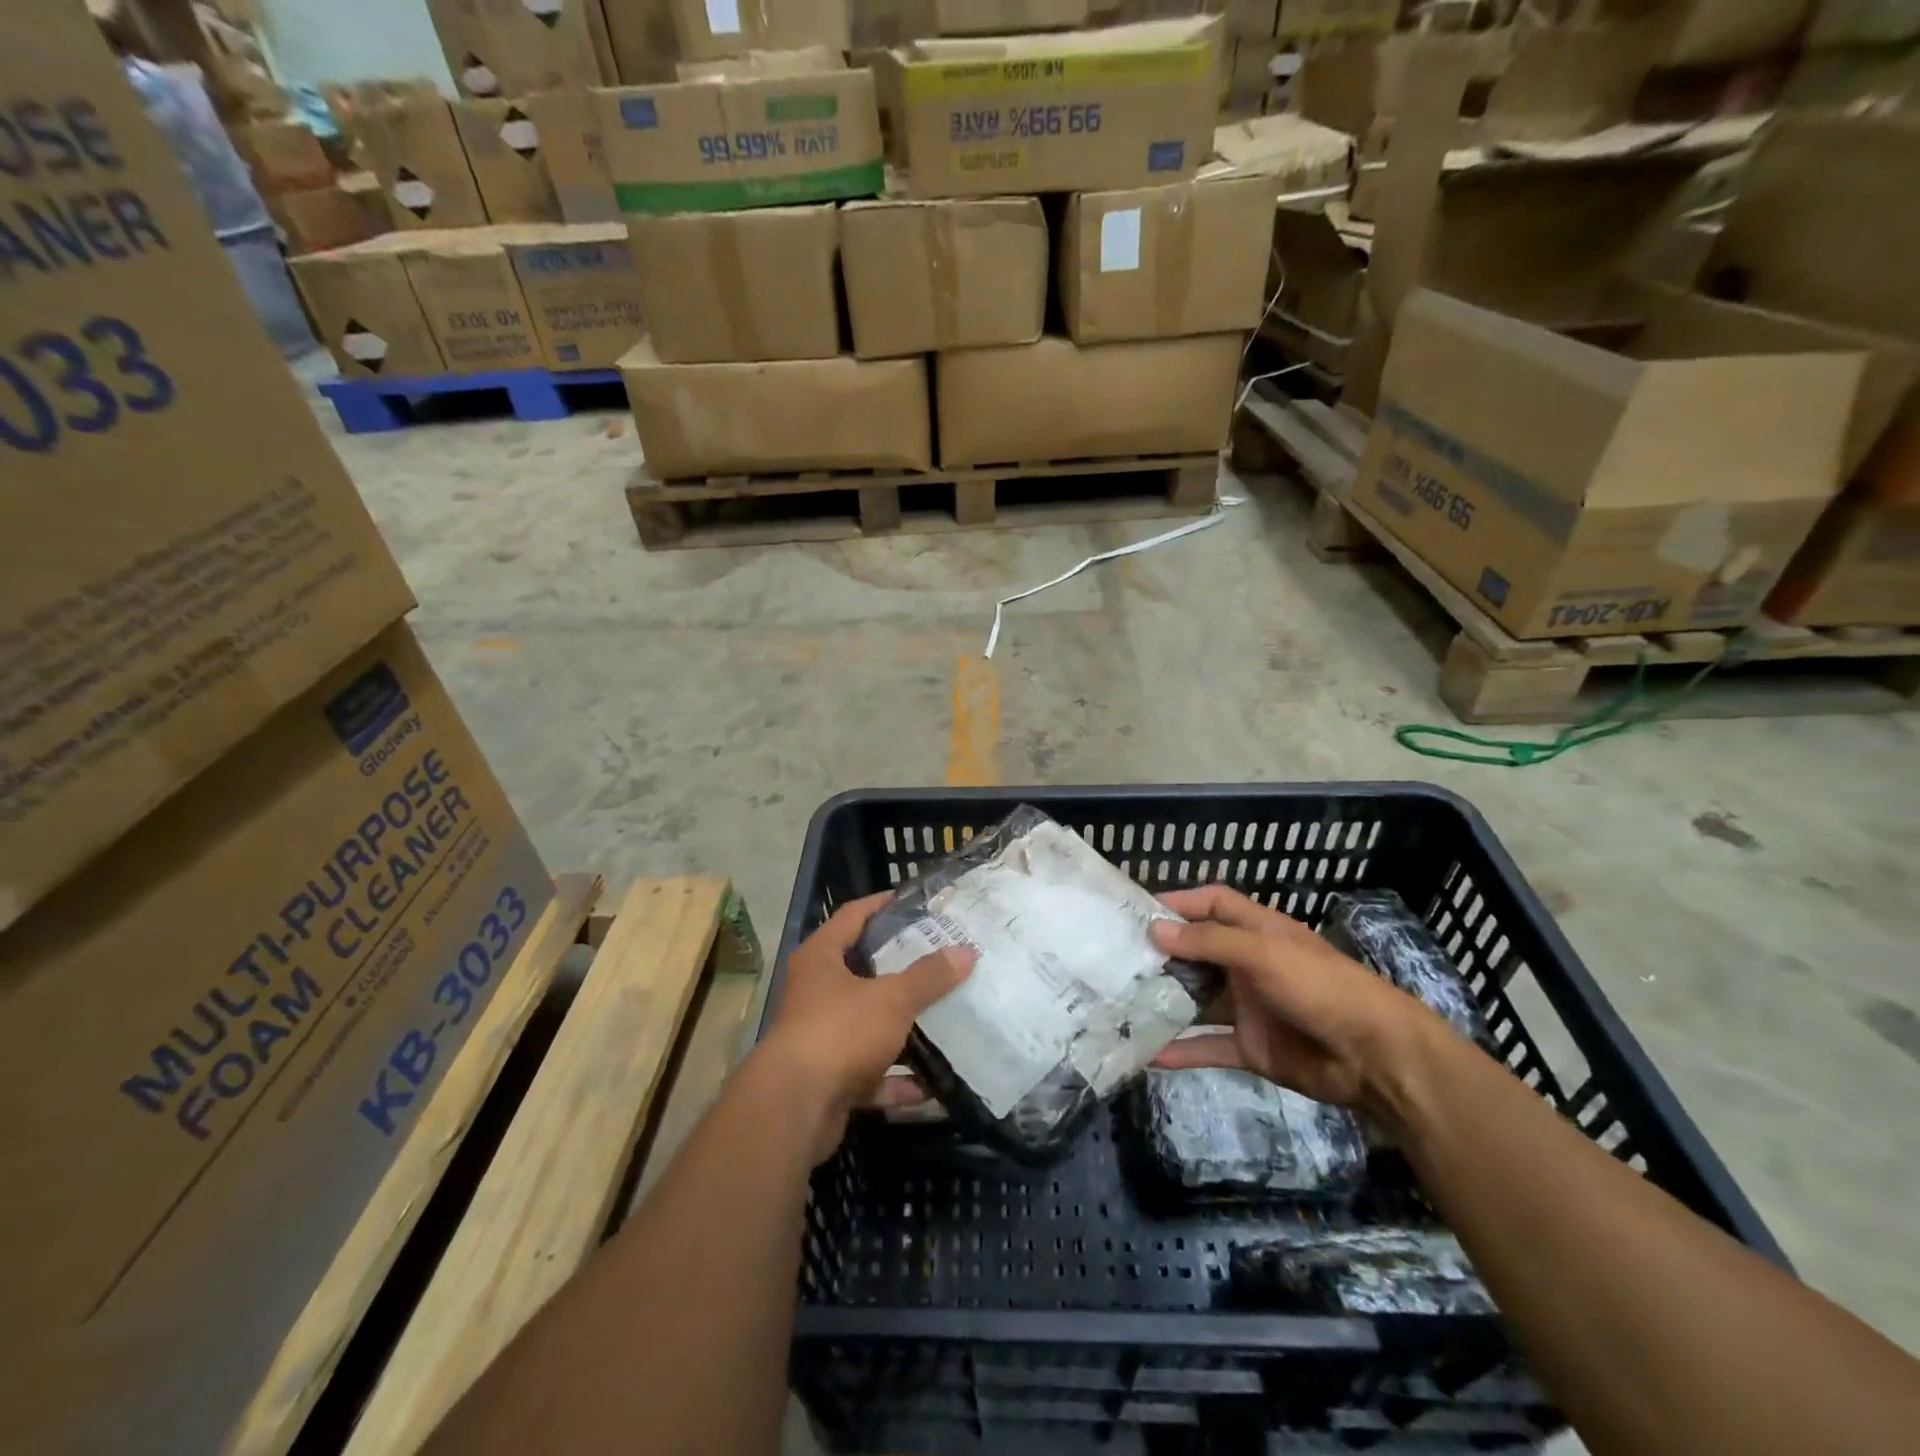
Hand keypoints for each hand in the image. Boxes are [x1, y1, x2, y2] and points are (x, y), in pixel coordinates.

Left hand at [759, 892, 974, 1161]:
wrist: (794, 1110)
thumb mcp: (891, 999)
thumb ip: (928, 976)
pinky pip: (870, 1072)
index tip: (913, 901)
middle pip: (862, 970)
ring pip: (868, 1023)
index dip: (881, 904)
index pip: (852, 916)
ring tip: (943, 1014)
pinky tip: (931, 1084)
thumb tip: (966, 952)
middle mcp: (815, 992)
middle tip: (940, 956)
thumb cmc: (839, 1032)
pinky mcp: (829, 1078)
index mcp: (821, 958)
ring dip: (901, 1026)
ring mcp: (820, 1037)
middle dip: (899, 966)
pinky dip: (897, 1078)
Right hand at [1149, 885, 1441, 1120]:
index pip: (1212, 903)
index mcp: (1257, 931)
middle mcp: (1247, 964)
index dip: (1179, 902)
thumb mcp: (1263, 953)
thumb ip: (1208, 942)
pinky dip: (1181, 1051)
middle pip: (1196, 952)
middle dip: (1161, 955)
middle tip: (1115, 960)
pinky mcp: (1250, 1046)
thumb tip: (1154, 931)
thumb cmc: (1320, 986)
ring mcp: (1248, 1006)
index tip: (1137, 910)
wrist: (1374, 1057)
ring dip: (1165, 1002)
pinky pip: (1208, 1046)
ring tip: (1120, 1004)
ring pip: (1196, 1000)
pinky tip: (1148, 1055)